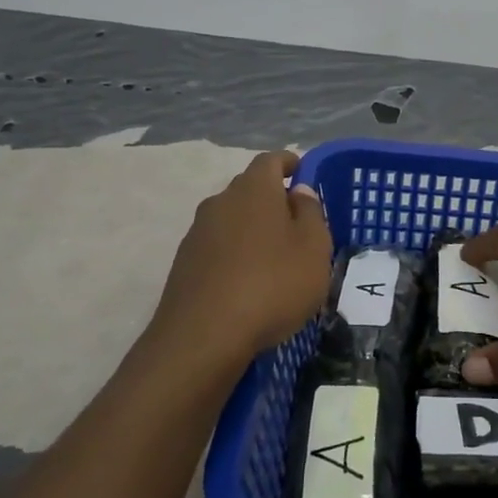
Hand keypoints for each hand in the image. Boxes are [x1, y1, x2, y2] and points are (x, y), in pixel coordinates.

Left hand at [150, 151, 332, 362]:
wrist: (203, 337)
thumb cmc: (273, 285)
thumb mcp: (313, 249)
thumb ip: (310, 213)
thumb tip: (298, 192)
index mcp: (254, 190)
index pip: (271, 160)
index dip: (289, 163)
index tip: (303, 173)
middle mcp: (220, 202)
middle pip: (249, 189)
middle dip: (273, 199)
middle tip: (297, 223)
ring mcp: (197, 233)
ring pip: (232, 219)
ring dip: (253, 229)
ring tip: (275, 257)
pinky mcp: (185, 264)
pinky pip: (218, 246)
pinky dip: (236, 254)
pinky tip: (250, 281)